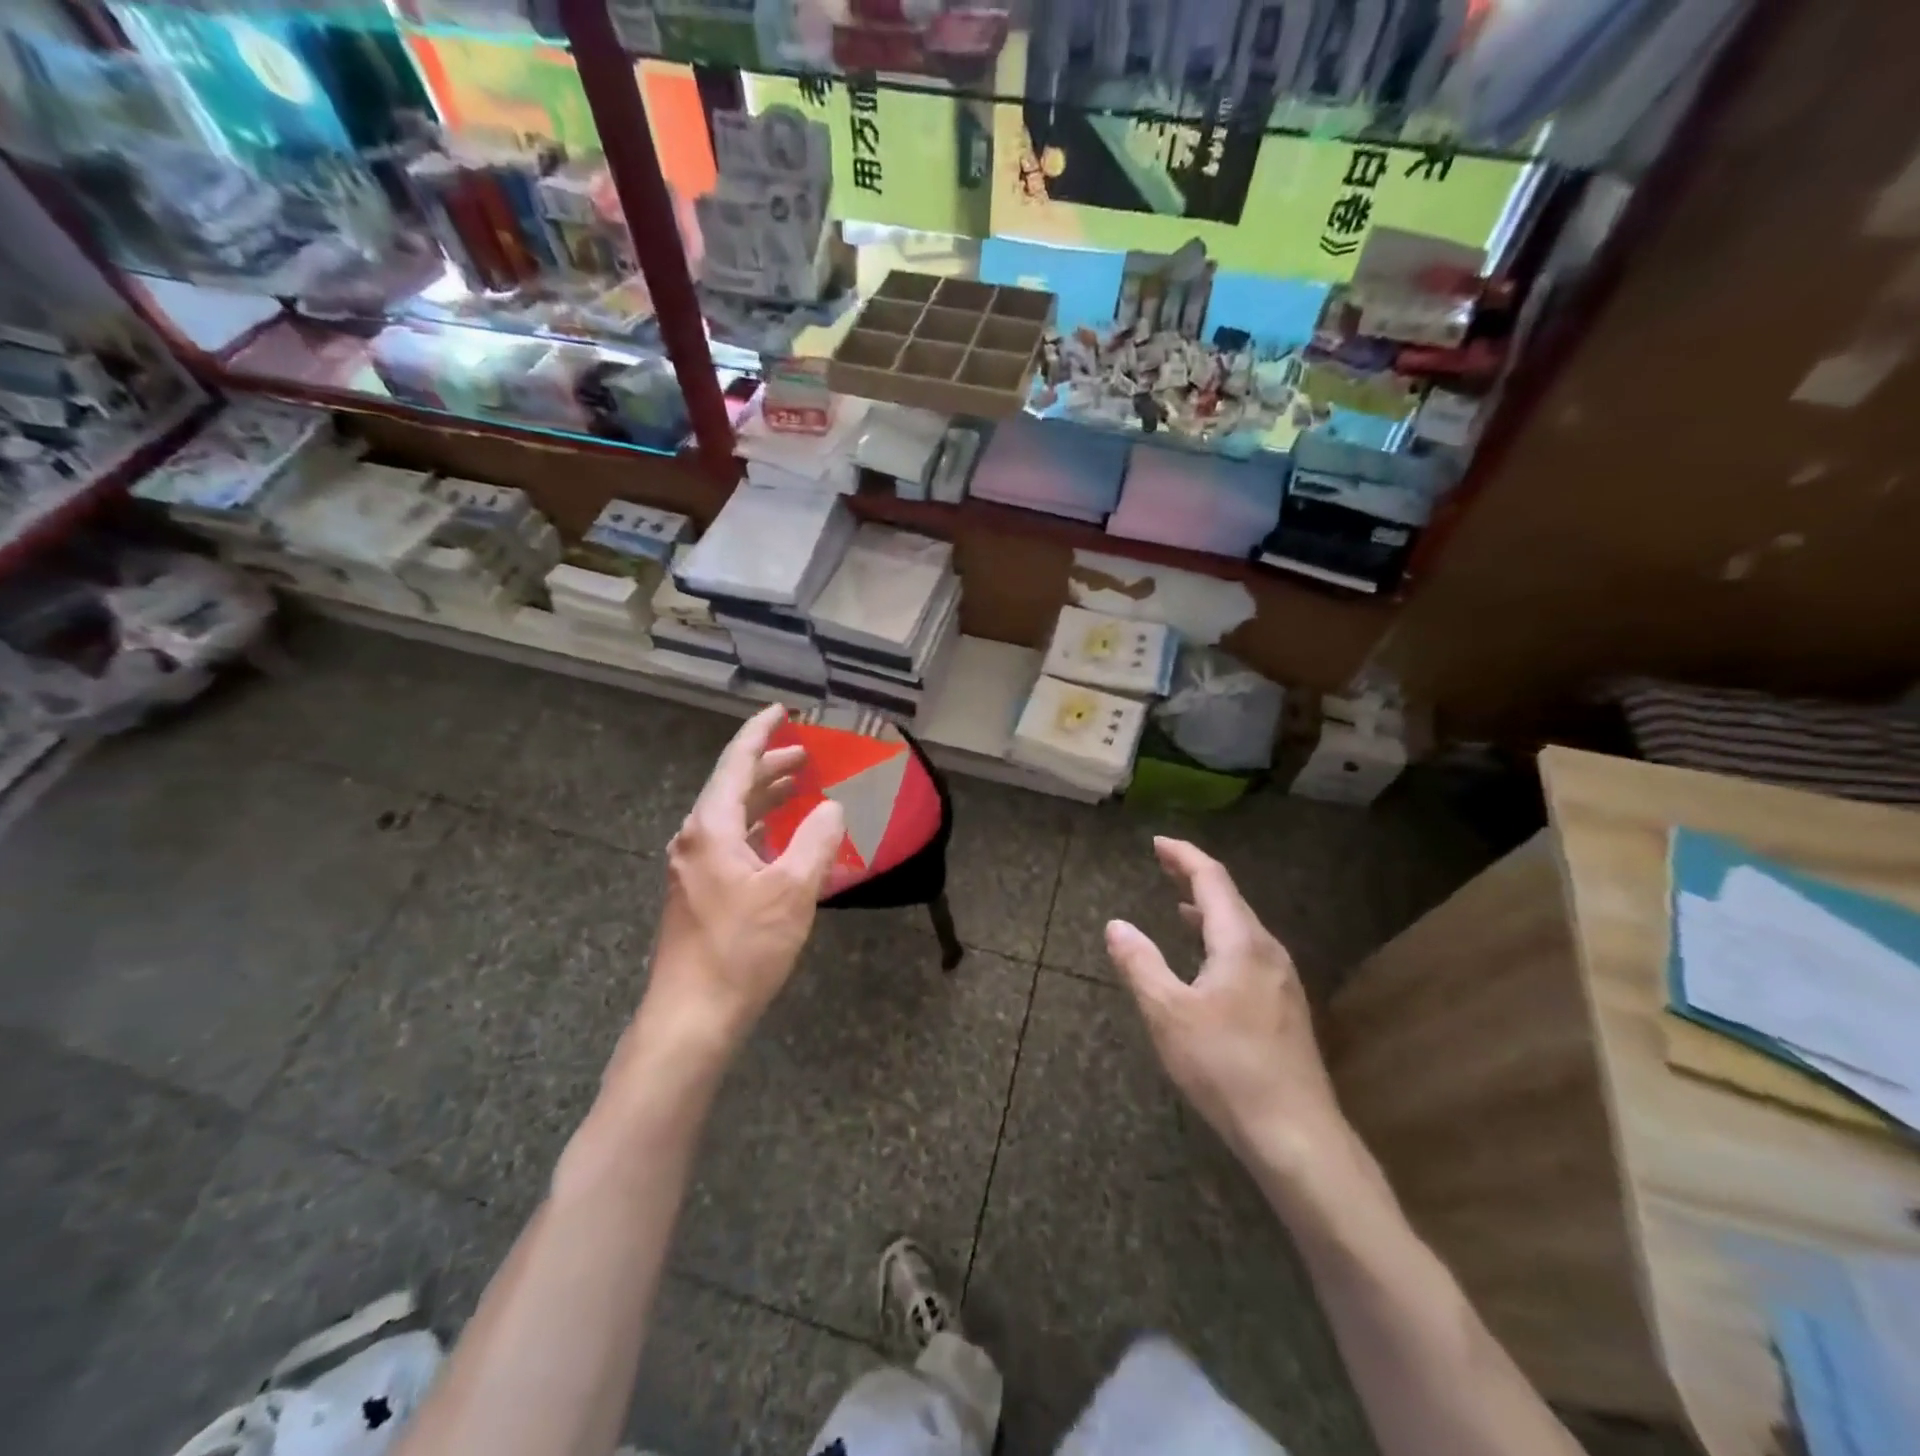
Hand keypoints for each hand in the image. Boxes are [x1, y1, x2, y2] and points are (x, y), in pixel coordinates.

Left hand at [634, 705, 844, 1063]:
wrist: (693, 1015)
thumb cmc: (743, 947)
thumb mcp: (793, 890)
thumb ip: (817, 840)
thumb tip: (832, 808)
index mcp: (711, 827)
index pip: (736, 763)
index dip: (760, 733)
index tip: (781, 711)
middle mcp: (694, 839)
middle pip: (731, 786)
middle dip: (768, 766)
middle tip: (804, 754)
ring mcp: (691, 867)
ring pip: (730, 816)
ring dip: (764, 798)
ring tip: (799, 788)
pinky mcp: (697, 892)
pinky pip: (730, 843)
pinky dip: (759, 830)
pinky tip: (781, 841)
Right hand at [1105, 837, 1345, 1171]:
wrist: (1296, 1134)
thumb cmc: (1226, 1066)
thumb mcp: (1168, 1013)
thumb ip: (1140, 964)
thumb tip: (1116, 925)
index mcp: (1241, 942)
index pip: (1212, 879)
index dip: (1184, 856)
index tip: (1157, 843)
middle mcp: (1267, 951)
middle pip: (1230, 898)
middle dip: (1195, 877)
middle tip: (1163, 864)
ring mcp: (1282, 980)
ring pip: (1242, 928)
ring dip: (1209, 910)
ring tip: (1179, 906)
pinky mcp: (1285, 1008)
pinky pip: (1249, 953)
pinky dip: (1221, 938)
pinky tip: (1209, 961)